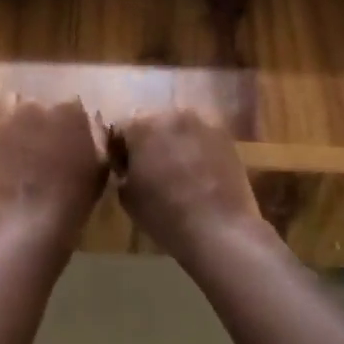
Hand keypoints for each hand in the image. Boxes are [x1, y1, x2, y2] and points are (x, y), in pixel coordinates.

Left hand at [0, 95, 108, 250]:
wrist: (25, 224)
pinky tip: (8, 151)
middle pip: (44, 104)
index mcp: (70, 111)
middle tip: (49, 146)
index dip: (73, 124)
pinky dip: (4, 130)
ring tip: (25, 144)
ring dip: (22, 118)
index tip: (73, 142)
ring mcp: (10, 118)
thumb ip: (98, 138)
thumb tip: (93, 121)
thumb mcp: (100, 169)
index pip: (73, 105)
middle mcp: (39, 105)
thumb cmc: (72, 200)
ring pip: (17, 105)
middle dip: (47, 120)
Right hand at [116, 108, 265, 265]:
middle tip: (149, 168)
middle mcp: (170, 114)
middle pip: (152, 122)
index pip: (120, 129)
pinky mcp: (224, 135)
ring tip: (177, 169)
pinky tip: (199, 171)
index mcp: (141, 125)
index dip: (119, 150)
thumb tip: (130, 166)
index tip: (124, 170)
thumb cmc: (164, 215)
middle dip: (147, 141)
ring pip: (178, 127)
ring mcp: (201, 122)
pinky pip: (201, 136)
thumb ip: (123, 171)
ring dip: (173, 142)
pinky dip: (196, 148)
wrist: (219, 229)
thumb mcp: (126, 196)